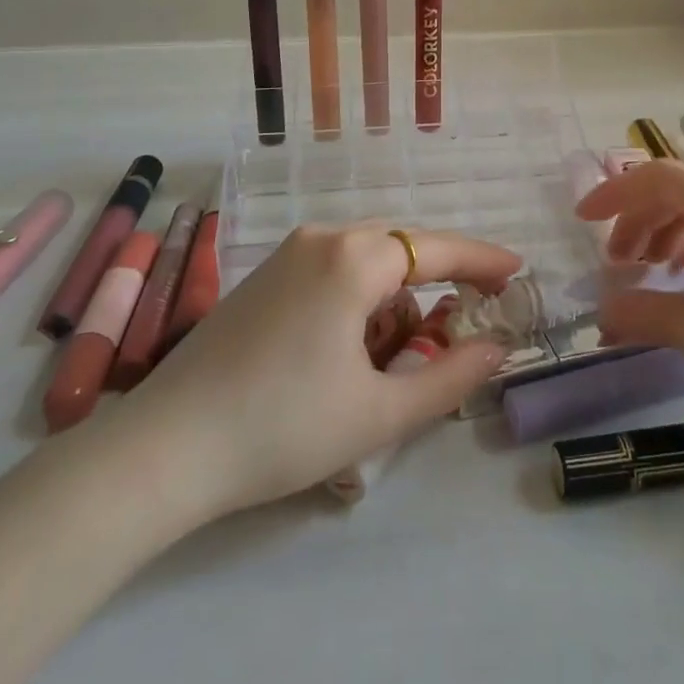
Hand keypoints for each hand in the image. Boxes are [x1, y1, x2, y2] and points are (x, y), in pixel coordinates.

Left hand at [128, 223, 520, 514]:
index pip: (437, 247)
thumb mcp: (379, 412)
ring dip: (394, 298)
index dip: (482, 258)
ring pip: (365, 261)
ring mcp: (287, 253)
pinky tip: (349, 347)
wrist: (166, 447)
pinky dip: (358, 298)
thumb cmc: (283, 427)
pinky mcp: (264, 275)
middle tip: (465, 321)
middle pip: (401, 249)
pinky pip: (332, 270)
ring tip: (395, 356)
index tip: (517, 270)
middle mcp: (322, 237)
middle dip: (437, 283)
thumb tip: (496, 348)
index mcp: (354, 258)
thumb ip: (449, 376)